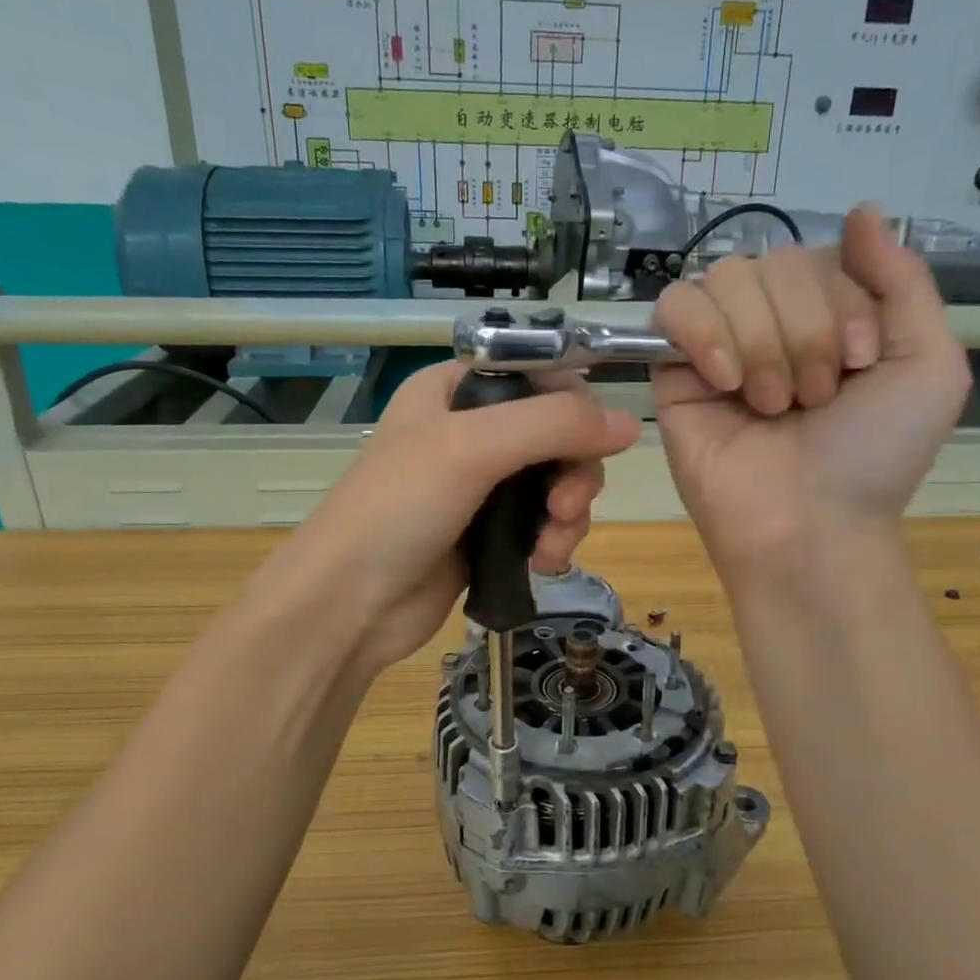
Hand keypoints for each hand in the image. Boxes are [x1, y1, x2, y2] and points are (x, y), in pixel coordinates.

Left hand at [262, 361, 639, 673]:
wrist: (348, 604)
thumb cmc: (399, 509)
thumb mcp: (472, 448)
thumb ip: (554, 425)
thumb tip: (630, 424)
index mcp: (455, 390)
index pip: (540, 375)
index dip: (575, 405)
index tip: (593, 442)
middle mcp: (470, 431)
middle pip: (558, 434)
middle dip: (574, 472)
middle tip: (563, 507)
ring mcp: (480, 486)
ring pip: (557, 483)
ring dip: (567, 514)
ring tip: (550, 547)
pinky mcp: (488, 533)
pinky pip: (543, 524)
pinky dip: (553, 540)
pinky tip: (543, 564)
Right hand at [653, 207, 969, 576]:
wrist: (810, 526)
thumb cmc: (874, 456)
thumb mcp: (929, 364)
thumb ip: (903, 280)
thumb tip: (864, 209)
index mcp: (830, 316)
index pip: (824, 254)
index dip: (843, 302)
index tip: (858, 363)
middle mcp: (774, 323)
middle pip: (775, 262)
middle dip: (804, 330)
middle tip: (813, 399)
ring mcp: (720, 346)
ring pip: (727, 279)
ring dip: (761, 342)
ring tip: (772, 405)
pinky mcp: (673, 372)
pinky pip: (675, 308)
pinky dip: (704, 333)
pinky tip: (725, 382)